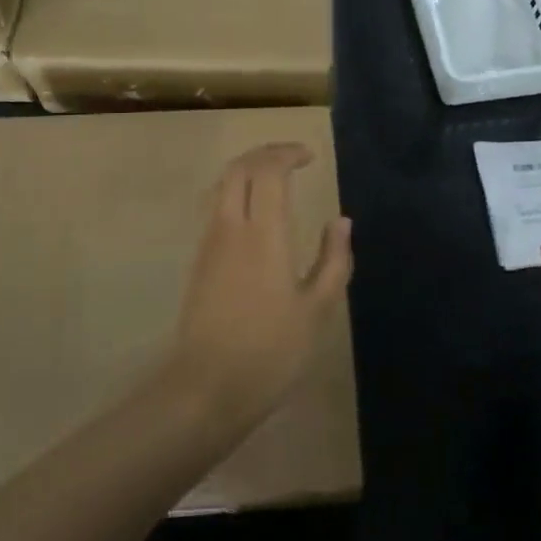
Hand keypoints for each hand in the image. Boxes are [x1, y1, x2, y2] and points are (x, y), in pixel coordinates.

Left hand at [168, 143, 353, 429]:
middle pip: (239, 168)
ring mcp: (209, 243)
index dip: (287, 154)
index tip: (310, 156)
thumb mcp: (317, 310)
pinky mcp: (199, 261)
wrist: (207, 387)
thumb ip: (333, 260)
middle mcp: (230, 226)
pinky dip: (234, 192)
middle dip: (265, 153)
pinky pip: (215, 207)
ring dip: (247, 170)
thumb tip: (341, 221)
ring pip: (221, 185)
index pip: (268, 170)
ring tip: (274, 178)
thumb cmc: (271, 351)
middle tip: (292, 158)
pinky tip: (253, 212)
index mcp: (263, 233)